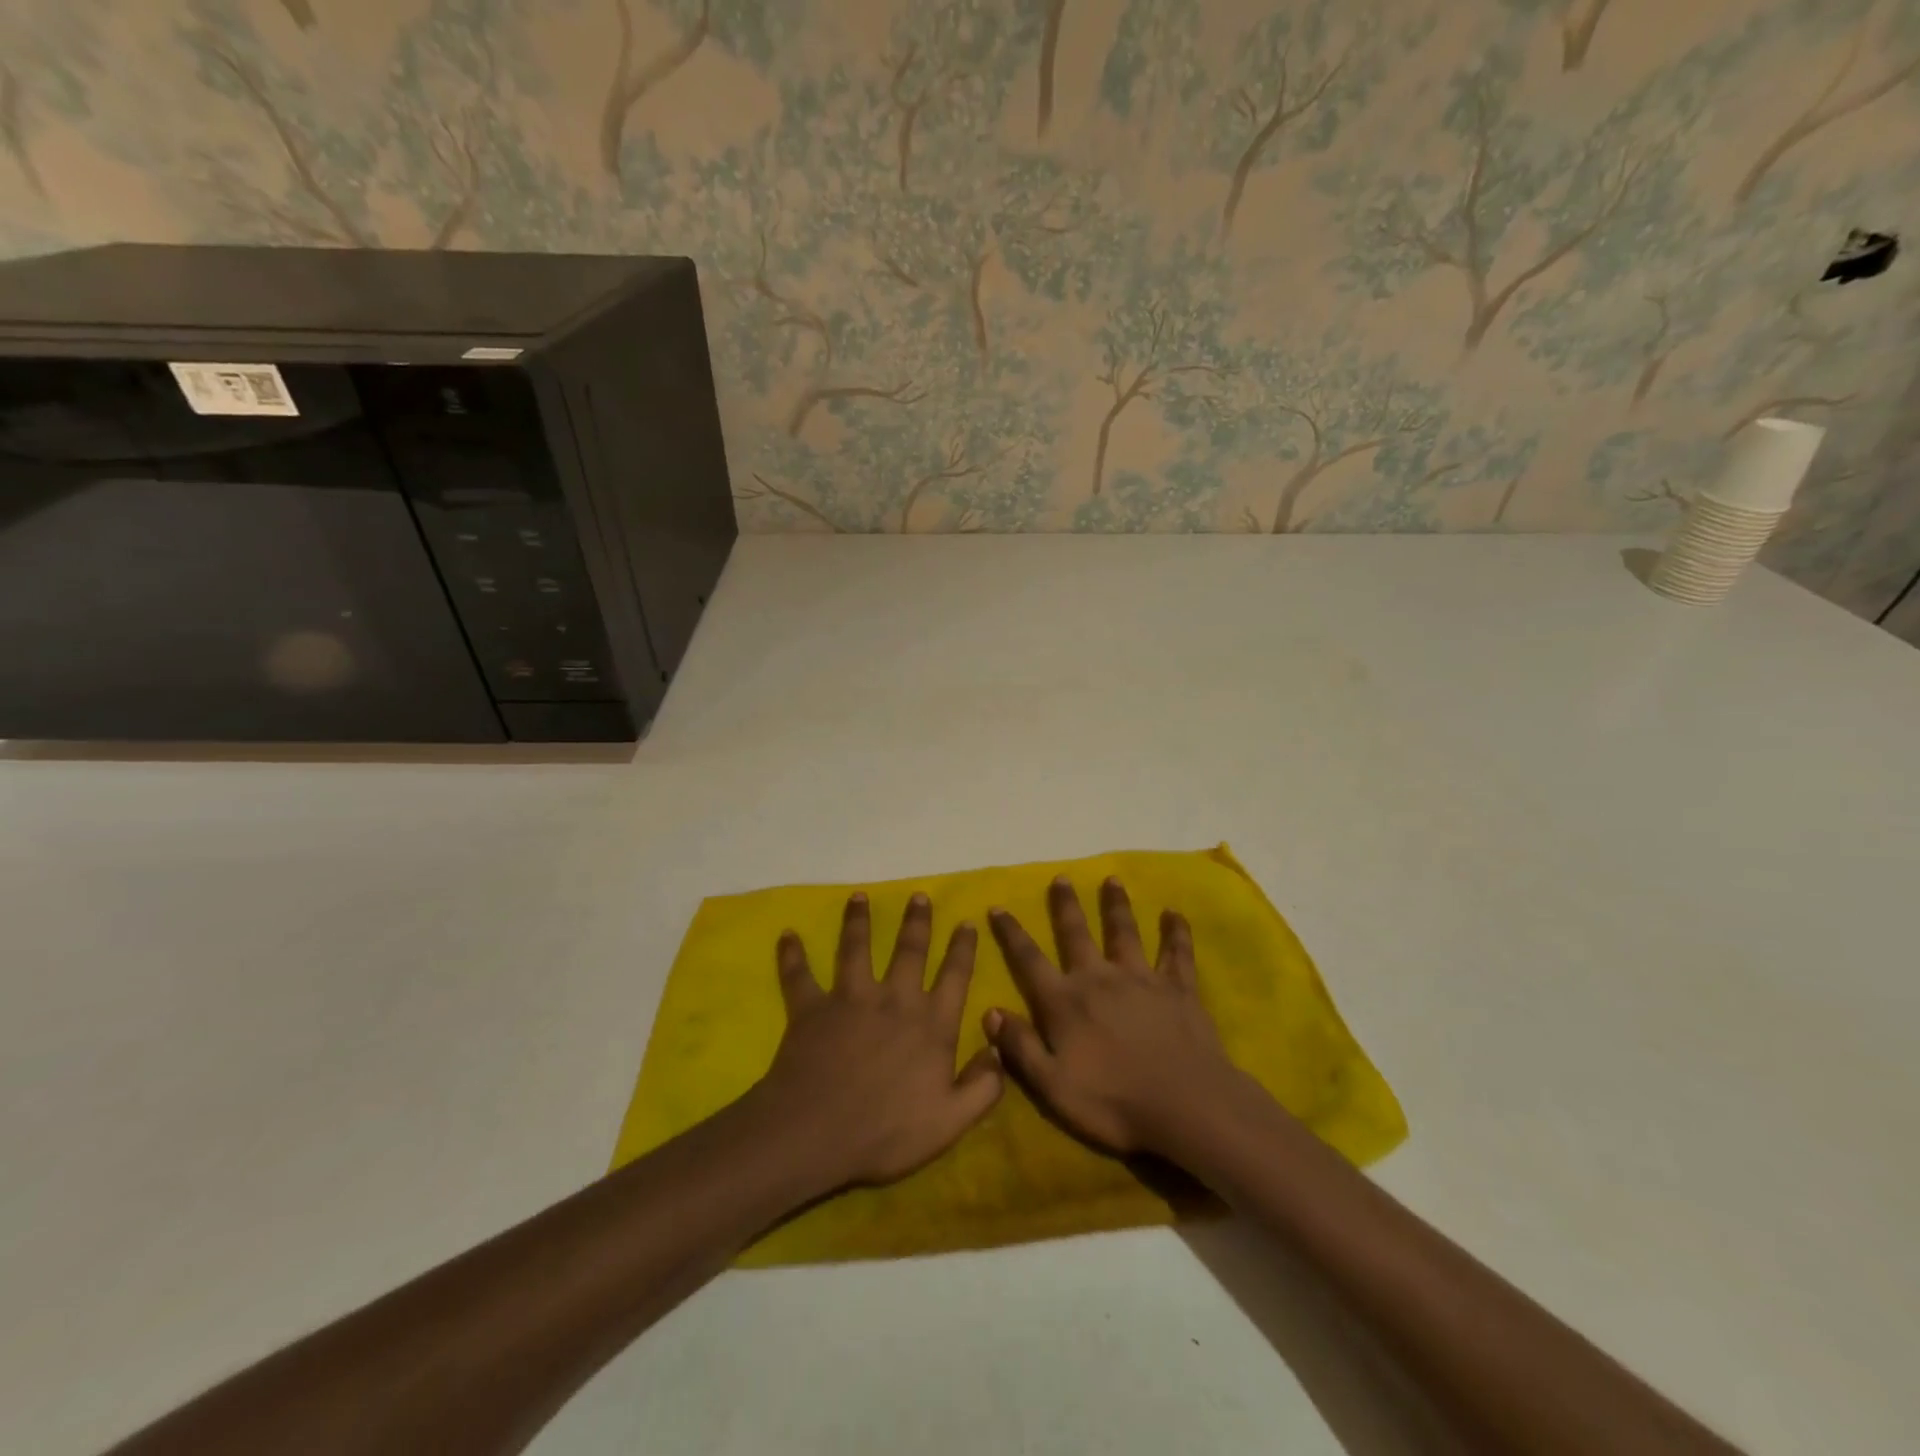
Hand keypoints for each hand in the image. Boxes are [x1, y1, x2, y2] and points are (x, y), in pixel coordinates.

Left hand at [755, 892, 1001, 1188]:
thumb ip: (983, 1086)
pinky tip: (787, 935)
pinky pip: (800, 975)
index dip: (963, 949)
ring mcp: (851, 998)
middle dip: (917, 921)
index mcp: (931, 1024)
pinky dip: (792, 955)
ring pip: (856, 948)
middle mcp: (894, 999)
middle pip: (909, 950)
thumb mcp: (950, 1121)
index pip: (954, 977)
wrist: (816, 1132)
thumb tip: (998, 1049)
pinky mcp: (812, 1007)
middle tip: (919, 896)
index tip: (967, 922)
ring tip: (859, 896)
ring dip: (858, 920)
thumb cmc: (886, 1131)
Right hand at [985, 876, 1249, 1154]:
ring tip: (1112, 880)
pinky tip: (1174, 912)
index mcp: (1065, 1002)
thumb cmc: (1114, 1103)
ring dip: (1116, 905)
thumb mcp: (1053, 1086)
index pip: (1029, 960)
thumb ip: (1020, 1047)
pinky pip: (1177, 952)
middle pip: (1077, 933)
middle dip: (1065, 905)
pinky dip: (1176, 931)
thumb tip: (990, 1011)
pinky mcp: (1178, 988)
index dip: (1011, 933)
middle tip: (1061, 878)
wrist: (1186, 1106)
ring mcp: (1141, 979)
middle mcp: (1099, 979)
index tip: (998, 906)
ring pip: (1125, 932)